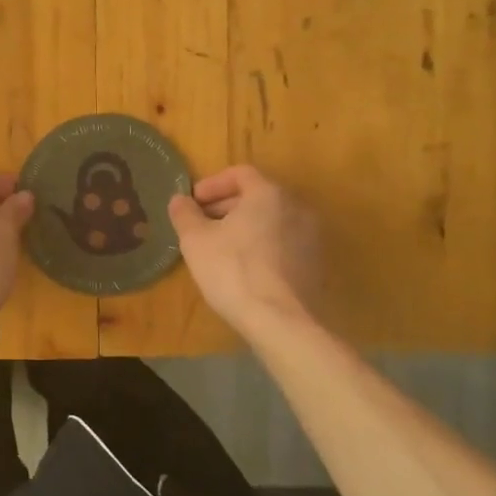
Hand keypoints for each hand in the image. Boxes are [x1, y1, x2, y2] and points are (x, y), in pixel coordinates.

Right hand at [169, 166, 322, 337]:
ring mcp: (311, 237)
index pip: (240, 173)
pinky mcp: (316, 264)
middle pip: (258, 196)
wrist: (281, 322)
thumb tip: (180, 200)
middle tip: (202, 224)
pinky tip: (244, 268)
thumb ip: (185, 214)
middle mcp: (296, 207)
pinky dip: (263, 246)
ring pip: (271, 221)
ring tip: (221, 247)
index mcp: (269, 194)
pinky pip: (283, 243)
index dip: (212, 184)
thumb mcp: (195, 240)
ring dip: (245, 226)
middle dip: (226, 206)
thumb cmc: (233, 271)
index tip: (193, 202)